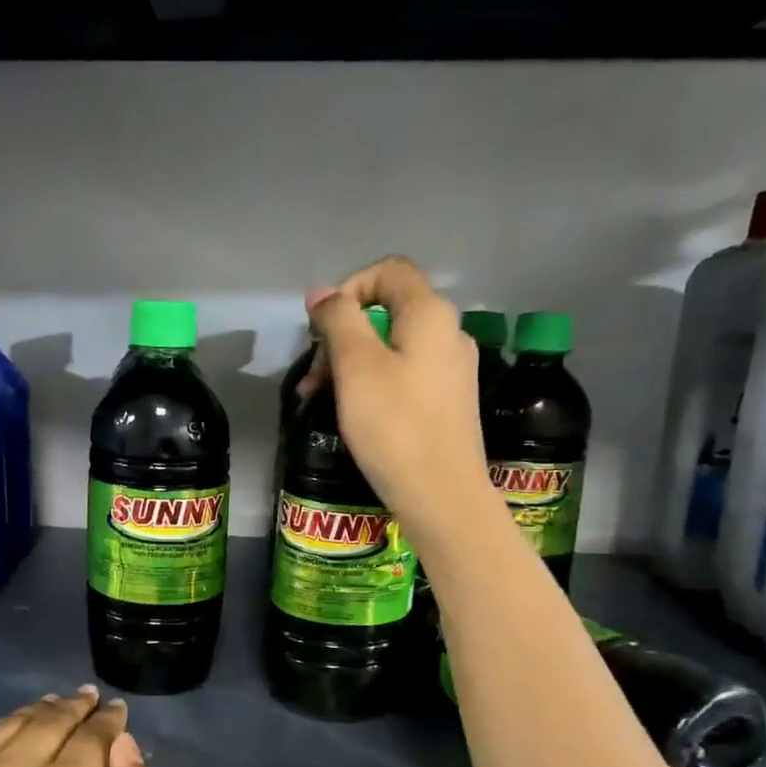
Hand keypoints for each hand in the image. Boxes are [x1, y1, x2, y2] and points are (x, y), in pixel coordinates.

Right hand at [299, 256, 495, 550]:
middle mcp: (449, 332)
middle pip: (386, 311)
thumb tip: (323, 294)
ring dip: (350, 363)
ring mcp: (452, 368)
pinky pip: (403, 374)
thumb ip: (338, 320)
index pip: (388, 271)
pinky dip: (372, 383)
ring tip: (320, 398)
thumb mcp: (356, 366)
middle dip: (341, 335)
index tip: (322, 328)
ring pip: (391, 346)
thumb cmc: (395, 426)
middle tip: (313, 375)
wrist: (442, 495)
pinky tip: (353, 412)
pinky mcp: (447, 400)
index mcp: (430, 314)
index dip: (349, 288)